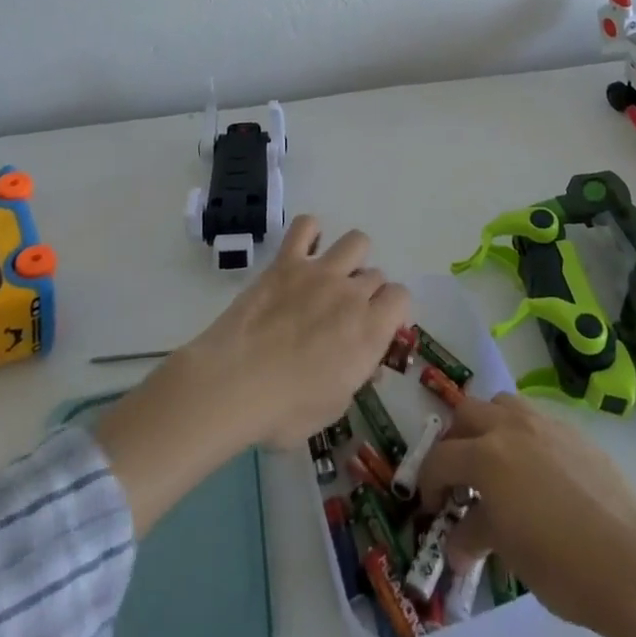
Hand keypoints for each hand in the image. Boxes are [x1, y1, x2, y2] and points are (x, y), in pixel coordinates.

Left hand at [182, 214, 411, 447]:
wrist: (234, 384)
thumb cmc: (285, 410)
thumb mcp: (334, 407)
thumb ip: (356, 376)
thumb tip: (366, 363)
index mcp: (370, 331)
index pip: (401, 297)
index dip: (391, 311)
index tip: (376, 326)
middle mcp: (352, 293)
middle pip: (376, 274)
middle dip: (366, 292)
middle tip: (343, 313)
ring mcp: (320, 271)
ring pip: (357, 241)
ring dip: (351, 258)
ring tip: (332, 277)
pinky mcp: (287, 261)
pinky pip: (306, 226)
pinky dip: (310, 233)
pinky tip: (303, 252)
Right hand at [418, 395, 635, 636]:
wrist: (632, 560)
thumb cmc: (561, 563)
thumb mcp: (508, 553)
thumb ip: (476, 534)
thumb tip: (457, 542)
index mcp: (487, 455)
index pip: (440, 457)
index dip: (429, 482)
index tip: (431, 506)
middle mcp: (511, 425)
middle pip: (466, 413)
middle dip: (454, 441)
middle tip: (457, 476)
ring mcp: (544, 422)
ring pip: (501, 404)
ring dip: (488, 426)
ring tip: (494, 463)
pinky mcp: (573, 430)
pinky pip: (534, 418)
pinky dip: (520, 434)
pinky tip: (535, 472)